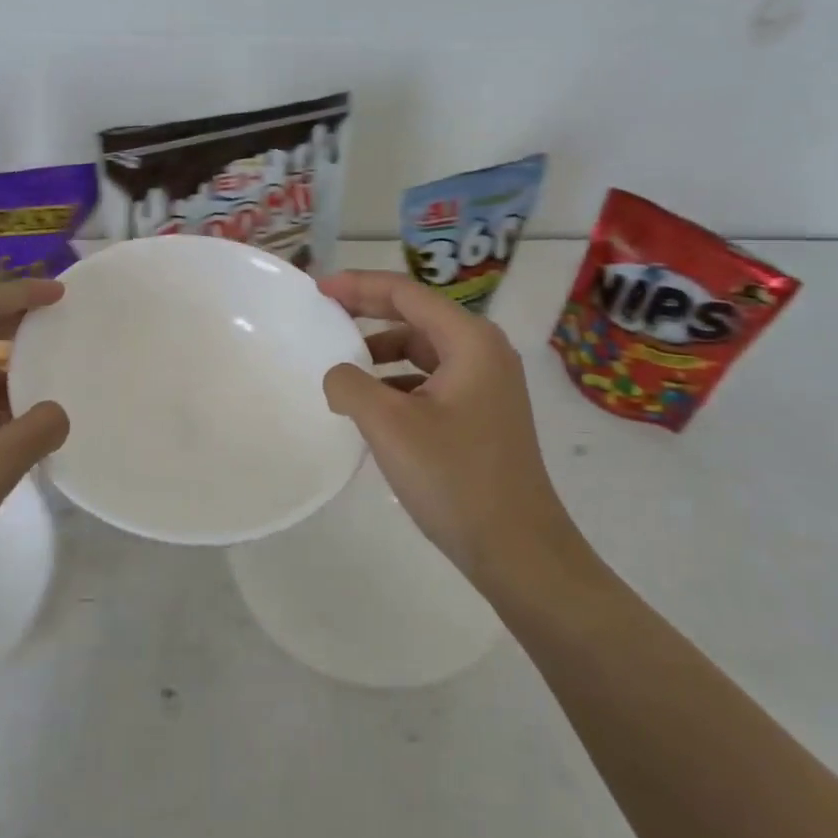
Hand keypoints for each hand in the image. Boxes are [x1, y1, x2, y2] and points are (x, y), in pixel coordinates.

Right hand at [318, 271, 585, 593]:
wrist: (518, 551)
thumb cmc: (456, 478)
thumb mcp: (389, 426)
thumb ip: (350, 385)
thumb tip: (338, 376)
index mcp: (470, 341)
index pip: (406, 293)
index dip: (359, 285)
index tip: (319, 290)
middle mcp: (484, 352)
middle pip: (416, 316)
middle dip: (368, 312)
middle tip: (324, 315)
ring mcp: (487, 385)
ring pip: (422, 350)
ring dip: (381, 352)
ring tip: (342, 367)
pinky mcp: (482, 415)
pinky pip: (430, 380)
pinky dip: (397, 382)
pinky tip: (372, 406)